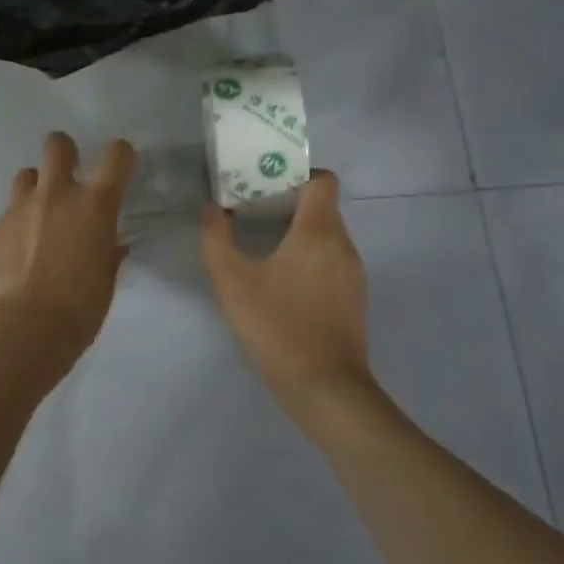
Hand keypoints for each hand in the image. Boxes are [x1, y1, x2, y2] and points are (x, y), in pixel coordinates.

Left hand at [0, 132, 135, 358]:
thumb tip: (111, 245)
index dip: (120, 155)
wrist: (22, 330)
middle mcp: (56, 195)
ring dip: (35, 188)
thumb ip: (108, 254)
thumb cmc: (78, 310)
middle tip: (67, 176)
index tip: (119, 168)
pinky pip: (7, 215)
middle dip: (64, 152)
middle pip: (57, 144)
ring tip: (37, 216)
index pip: (116, 155)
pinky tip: (16, 254)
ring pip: (26, 175)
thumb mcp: (105, 282)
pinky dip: (15, 227)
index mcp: (94, 206)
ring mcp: (19, 209)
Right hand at [199, 170, 371, 419]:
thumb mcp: (233, 282)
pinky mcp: (352, 301)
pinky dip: (306, 259)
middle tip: (249, 210)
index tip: (265, 182)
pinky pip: (330, 262)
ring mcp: (353, 275)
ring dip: (295, 233)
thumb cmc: (279, 327)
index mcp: (320, 231)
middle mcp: (344, 245)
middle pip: (321, 207)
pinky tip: (279, 282)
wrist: (326, 391)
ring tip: (260, 245)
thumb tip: (211, 210)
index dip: (296, 173)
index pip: (323, 179)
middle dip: (286, 202)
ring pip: (325, 236)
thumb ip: (216, 239)